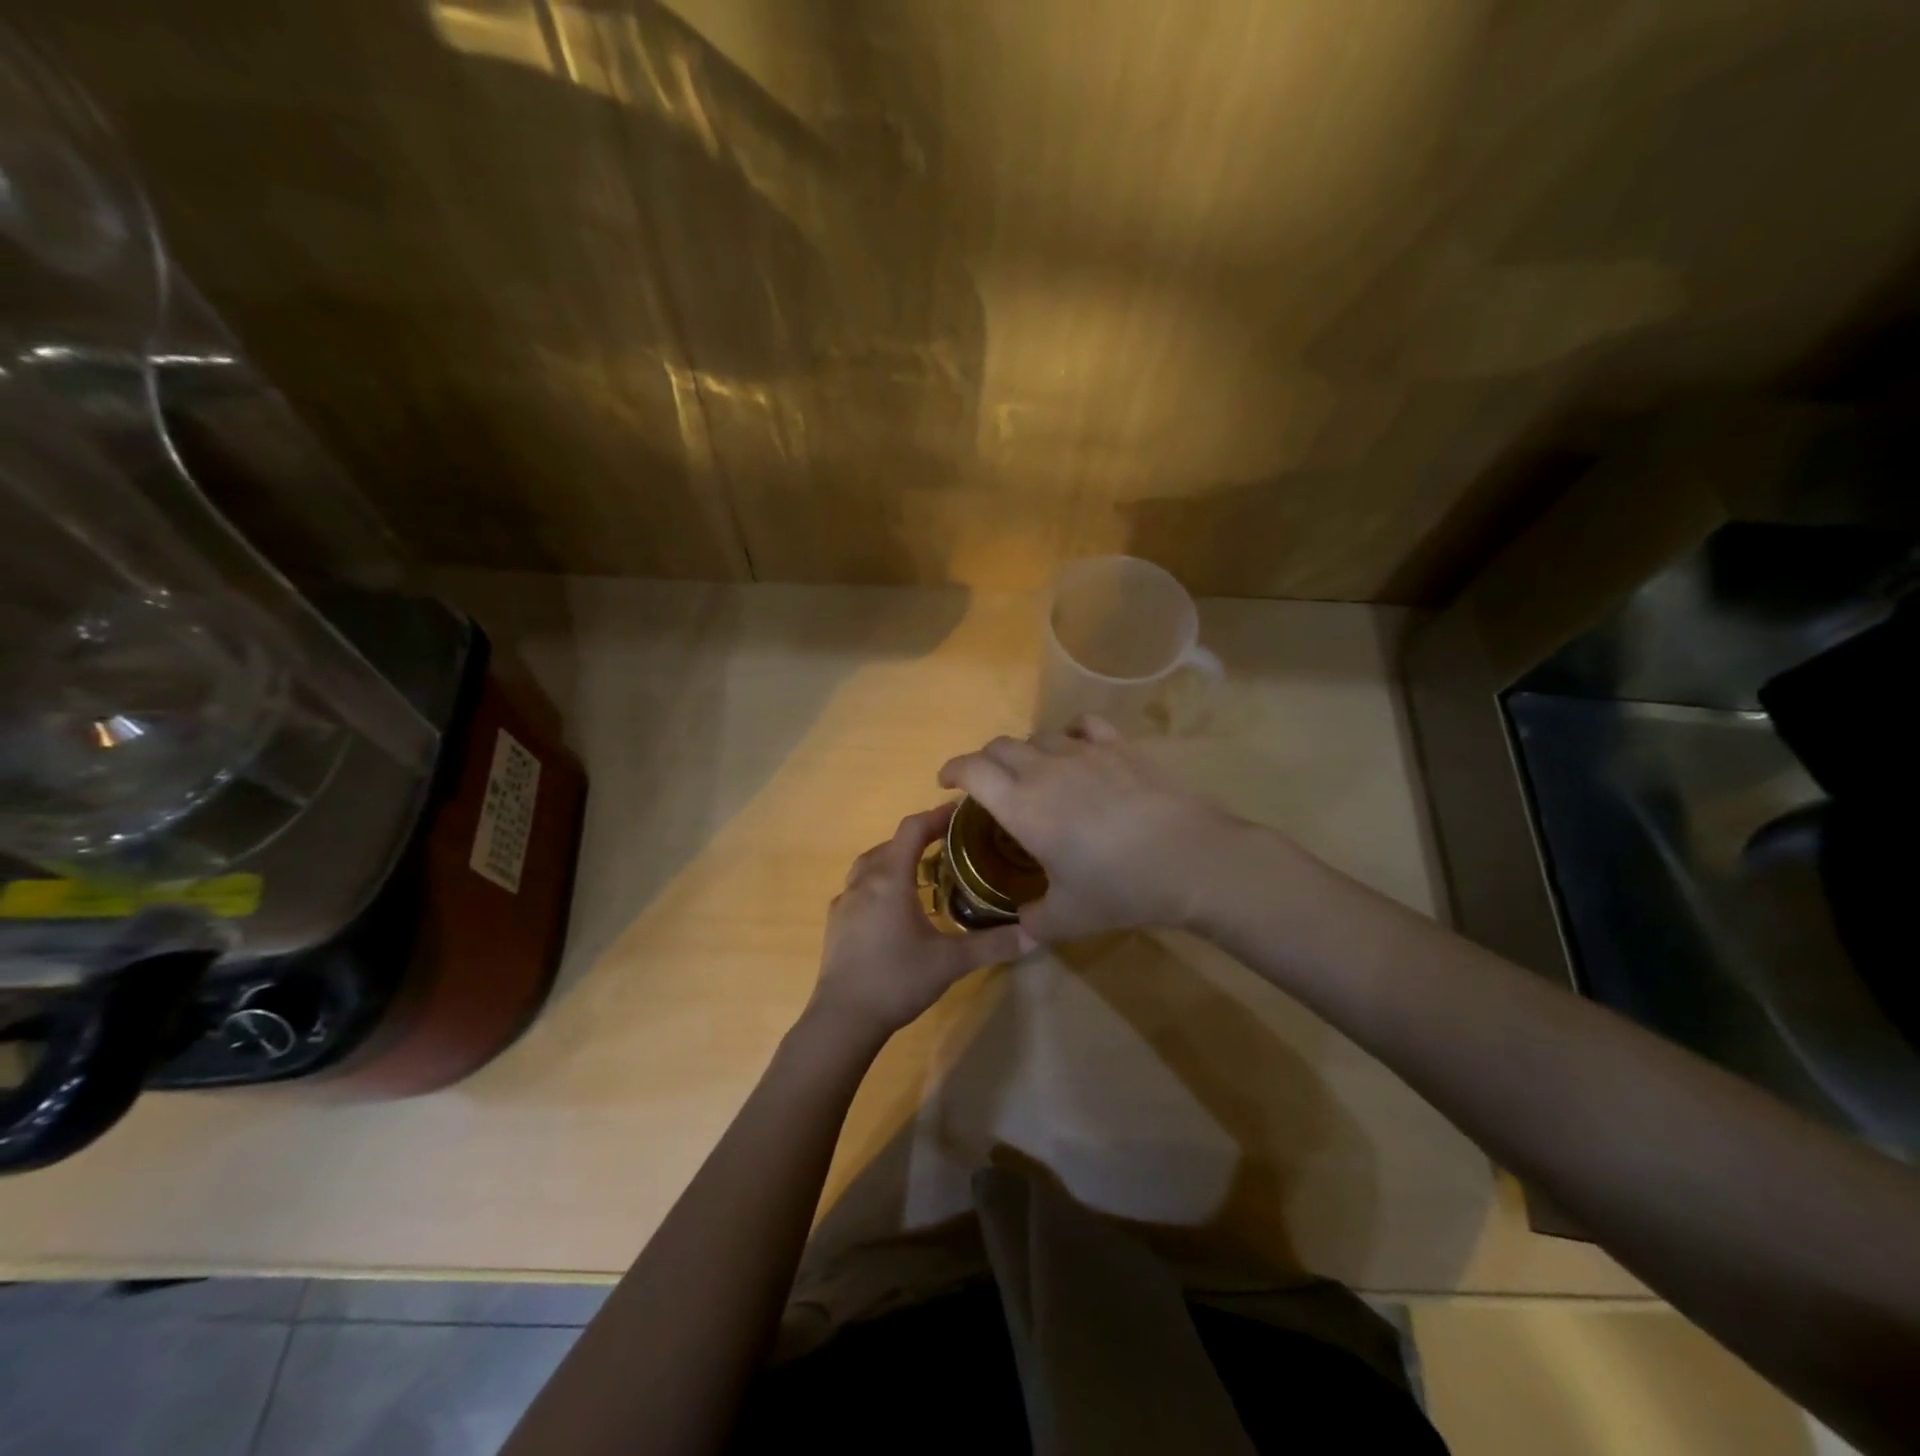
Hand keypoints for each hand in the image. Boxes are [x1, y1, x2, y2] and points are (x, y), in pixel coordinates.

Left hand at [808, 805, 1029, 1043]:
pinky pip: (859, 887)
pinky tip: (894, 906)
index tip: (960, 813)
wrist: (843, 1018)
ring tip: (923, 872)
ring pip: (871, 864)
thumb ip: (993, 945)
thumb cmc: (897, 980)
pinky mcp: (836, 921)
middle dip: (919, 838)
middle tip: (950, 845)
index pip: (912, 829)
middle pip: (892, 843)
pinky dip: (879, 883)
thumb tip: (1036, 934)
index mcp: (890, 878)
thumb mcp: (951, 962)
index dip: (936, 816)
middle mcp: (864, 881)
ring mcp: (845, 901)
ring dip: (896, 859)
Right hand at [937, 716, 1248, 942]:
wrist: (1190, 859)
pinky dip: (1069, 733)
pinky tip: (1076, 747)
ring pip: (1039, 736)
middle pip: (1000, 747)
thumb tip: (1022, 923)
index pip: (972, 770)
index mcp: (1022, 806)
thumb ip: (1034, 920)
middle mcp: (1045, 769)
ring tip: (1035, 773)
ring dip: (1026, 752)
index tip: (946, 781)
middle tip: (988, 784)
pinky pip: (1084, 725)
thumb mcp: (1068, 918)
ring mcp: (1084, 752)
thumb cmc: (1120, 888)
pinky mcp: (1120, 747)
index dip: (952, 769)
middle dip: (985, 761)